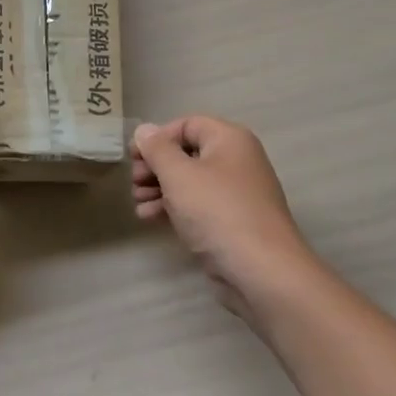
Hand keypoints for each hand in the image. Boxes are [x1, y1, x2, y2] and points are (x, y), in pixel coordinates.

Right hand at [131, 116, 319, 322]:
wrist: (261, 270)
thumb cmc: (217, 211)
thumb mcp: (178, 175)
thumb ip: (157, 149)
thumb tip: (144, 129)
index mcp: (229, 140)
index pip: (186, 125)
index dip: (157, 138)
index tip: (134, 157)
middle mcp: (236, 160)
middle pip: (186, 153)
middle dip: (155, 167)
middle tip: (134, 182)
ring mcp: (236, 193)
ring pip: (189, 181)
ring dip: (159, 188)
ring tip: (138, 203)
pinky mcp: (232, 221)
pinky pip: (198, 204)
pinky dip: (173, 207)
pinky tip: (150, 218)